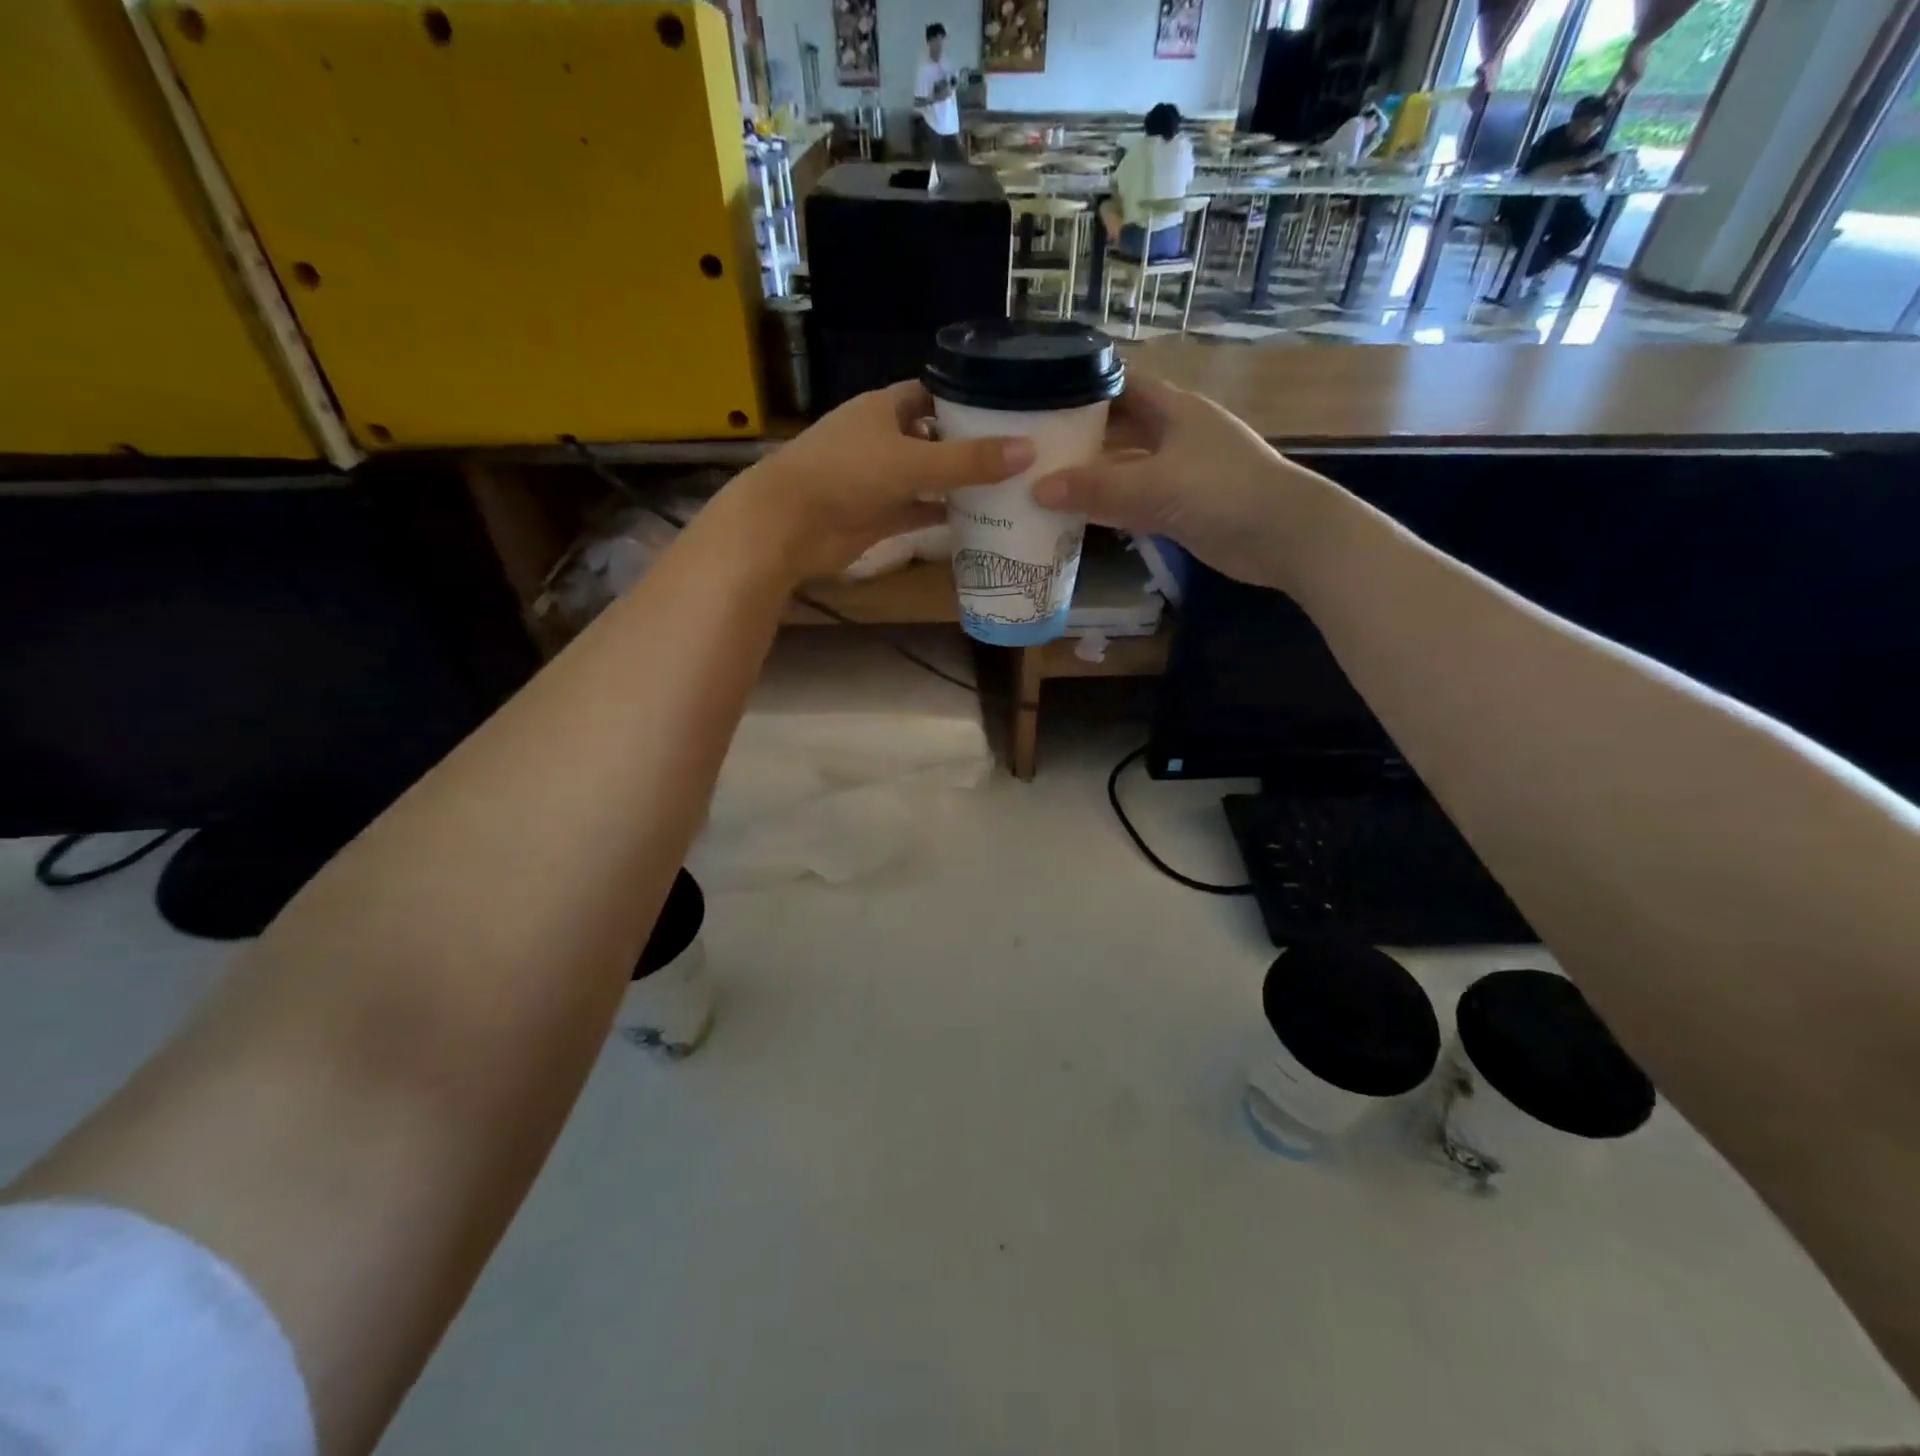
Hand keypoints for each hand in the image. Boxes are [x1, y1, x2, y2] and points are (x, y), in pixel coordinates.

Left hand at [714, 382, 1033, 584]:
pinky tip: (978, 522)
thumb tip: (1028, 450)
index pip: (932, 394)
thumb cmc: (846, 474)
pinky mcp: (877, 517)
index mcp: (884, 409)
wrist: (789, 524)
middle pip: (934, 438)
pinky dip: (942, 517)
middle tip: (1018, 454)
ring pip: (927, 478)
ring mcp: (878, 480)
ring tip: (1008, 488)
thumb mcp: (913, 462)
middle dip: (969, 446)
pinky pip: (917, 513)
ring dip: (958, 485)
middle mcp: (882, 440)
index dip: (966, 399)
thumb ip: (968, 460)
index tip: (1007, 410)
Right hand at [1031, 373, 1324, 590]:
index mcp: (1174, 410)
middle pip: (1118, 429)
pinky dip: (1107, 509)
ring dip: (1091, 477)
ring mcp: (1178, 474)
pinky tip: (1074, 518)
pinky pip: (1133, 503)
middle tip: (1031, 448)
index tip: (1043, 397)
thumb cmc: (1223, 491)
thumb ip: (1096, 488)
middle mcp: (1174, 436)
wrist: (1283, 537)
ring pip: (1124, 470)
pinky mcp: (1180, 510)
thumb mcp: (1155, 485)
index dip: (1085, 386)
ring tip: (1040, 483)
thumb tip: (1037, 490)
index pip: (1123, 384)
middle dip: (1080, 437)